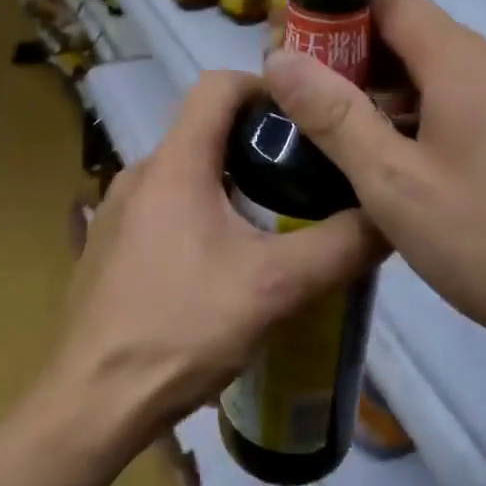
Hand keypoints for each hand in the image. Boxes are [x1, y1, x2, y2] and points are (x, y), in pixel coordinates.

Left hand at [52, 70, 380, 451]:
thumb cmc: (182, 329)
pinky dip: (199, 215)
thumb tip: (391, 218)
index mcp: (174, 163)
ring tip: (274, 223)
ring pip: (185, 174)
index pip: (218, 85)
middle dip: (257, 144)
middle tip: (305, 178)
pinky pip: (163, 209)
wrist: (94, 401)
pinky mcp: (108, 246)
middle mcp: (139, 173)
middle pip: (204, 130)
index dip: (265, 87)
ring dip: (229, 184)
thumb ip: (339, 247)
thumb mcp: (276, 287)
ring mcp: (117, 211)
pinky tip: (222, 266)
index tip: (305, 118)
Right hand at [262, 0, 485, 356]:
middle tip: (303, 92)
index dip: (337, 10)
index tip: (295, 43)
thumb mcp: (391, 181)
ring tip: (335, 126)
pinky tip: (390, 155)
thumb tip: (280, 57)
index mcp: (461, 63)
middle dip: (352, 53)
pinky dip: (414, 111)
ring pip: (433, 69)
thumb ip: (333, 115)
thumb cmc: (481, 239)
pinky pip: (457, 100)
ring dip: (382, 86)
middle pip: (412, 32)